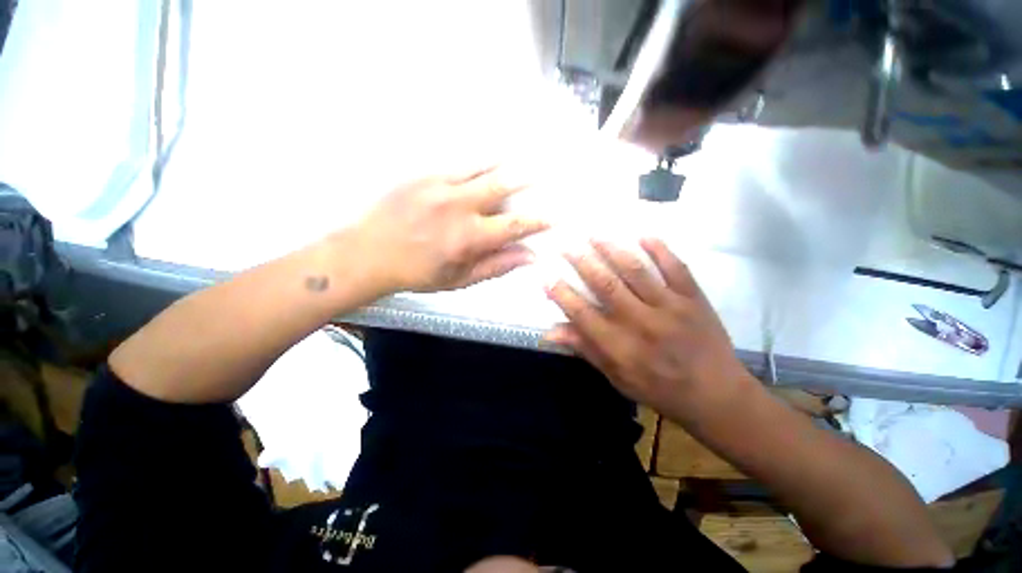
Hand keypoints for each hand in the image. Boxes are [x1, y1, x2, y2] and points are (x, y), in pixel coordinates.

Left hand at [353, 166, 548, 292]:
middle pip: (501, 185)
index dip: (538, 220)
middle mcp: (459, 207)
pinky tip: (484, 160)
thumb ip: (496, 266)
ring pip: (481, 168)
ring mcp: (439, 186)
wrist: (368, 253)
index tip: (553, 216)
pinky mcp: (422, 175)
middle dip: (526, 179)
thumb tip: (529, 256)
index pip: (514, 225)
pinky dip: (476, 161)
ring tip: (518, 157)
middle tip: (541, 172)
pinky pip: (457, 162)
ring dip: (503, 164)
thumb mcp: (460, 279)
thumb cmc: (418, 273)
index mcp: (469, 238)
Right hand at [544, 238, 749, 421]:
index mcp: (621, 348)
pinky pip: (676, 268)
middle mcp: (642, 324)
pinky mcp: (694, 299)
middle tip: (565, 244)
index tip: (545, 275)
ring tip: (594, 234)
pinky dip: (660, 249)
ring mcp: (671, 308)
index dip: (562, 294)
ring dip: (612, 249)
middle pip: (606, 285)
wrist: (716, 395)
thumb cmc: (659, 388)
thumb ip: (585, 349)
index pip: (583, 315)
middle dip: (582, 262)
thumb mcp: (616, 377)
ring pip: (636, 271)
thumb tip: (550, 333)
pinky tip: (643, 235)